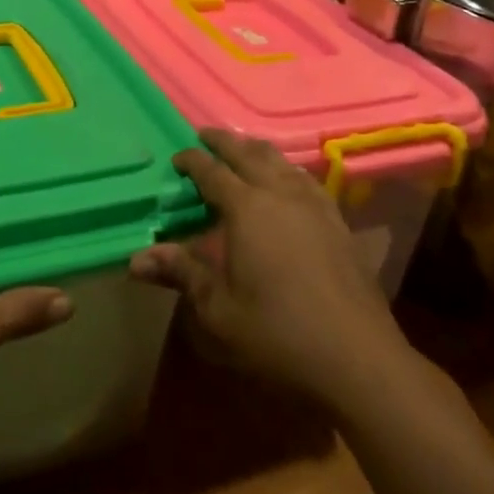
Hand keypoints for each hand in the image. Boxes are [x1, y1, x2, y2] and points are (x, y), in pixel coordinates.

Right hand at [130, 129, 418, 410]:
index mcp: (246, 208)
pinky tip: (287, 183)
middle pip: (248, 153)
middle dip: (223, 141)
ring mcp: (313, 204)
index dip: (191, 161)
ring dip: (256, 150)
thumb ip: (181, 274)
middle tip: (205, 136)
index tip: (176, 158)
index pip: (211, 171)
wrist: (358, 357)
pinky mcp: (337, 221)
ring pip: (280, 160)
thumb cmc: (278, 334)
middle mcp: (280, 193)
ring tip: (242, 152)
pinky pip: (305, 179)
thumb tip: (136, 259)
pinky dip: (286, 169)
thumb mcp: (219, 309)